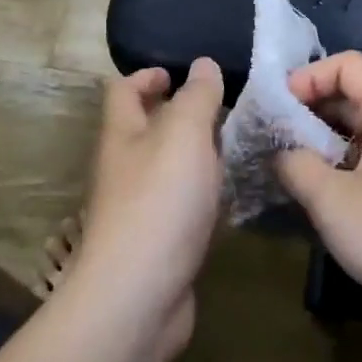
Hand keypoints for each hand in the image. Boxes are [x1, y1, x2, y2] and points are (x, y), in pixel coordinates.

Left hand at [70, 58, 224, 361]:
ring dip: (197, 154)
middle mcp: (124, 167)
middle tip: (226, 109)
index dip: (147, 75)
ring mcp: (139, 208)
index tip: (179, 73)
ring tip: (240, 145)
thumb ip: (197, 97)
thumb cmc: (159, 202)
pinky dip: (204, 193)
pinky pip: (182, 204)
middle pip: (146, 129)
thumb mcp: (184, 135)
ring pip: (168, 168)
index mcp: (122, 134)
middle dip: (180, 114)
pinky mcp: (158, 242)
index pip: (123, 90)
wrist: (138, 296)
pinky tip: (233, 194)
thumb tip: (203, 64)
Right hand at [275, 53, 361, 326]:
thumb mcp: (332, 201)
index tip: (277, 109)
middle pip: (359, 94)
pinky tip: (332, 194)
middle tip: (277, 138)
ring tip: (296, 167)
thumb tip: (281, 151)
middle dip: (313, 110)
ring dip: (329, 140)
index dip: (308, 77)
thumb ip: (295, 165)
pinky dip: (351, 162)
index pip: (348, 64)